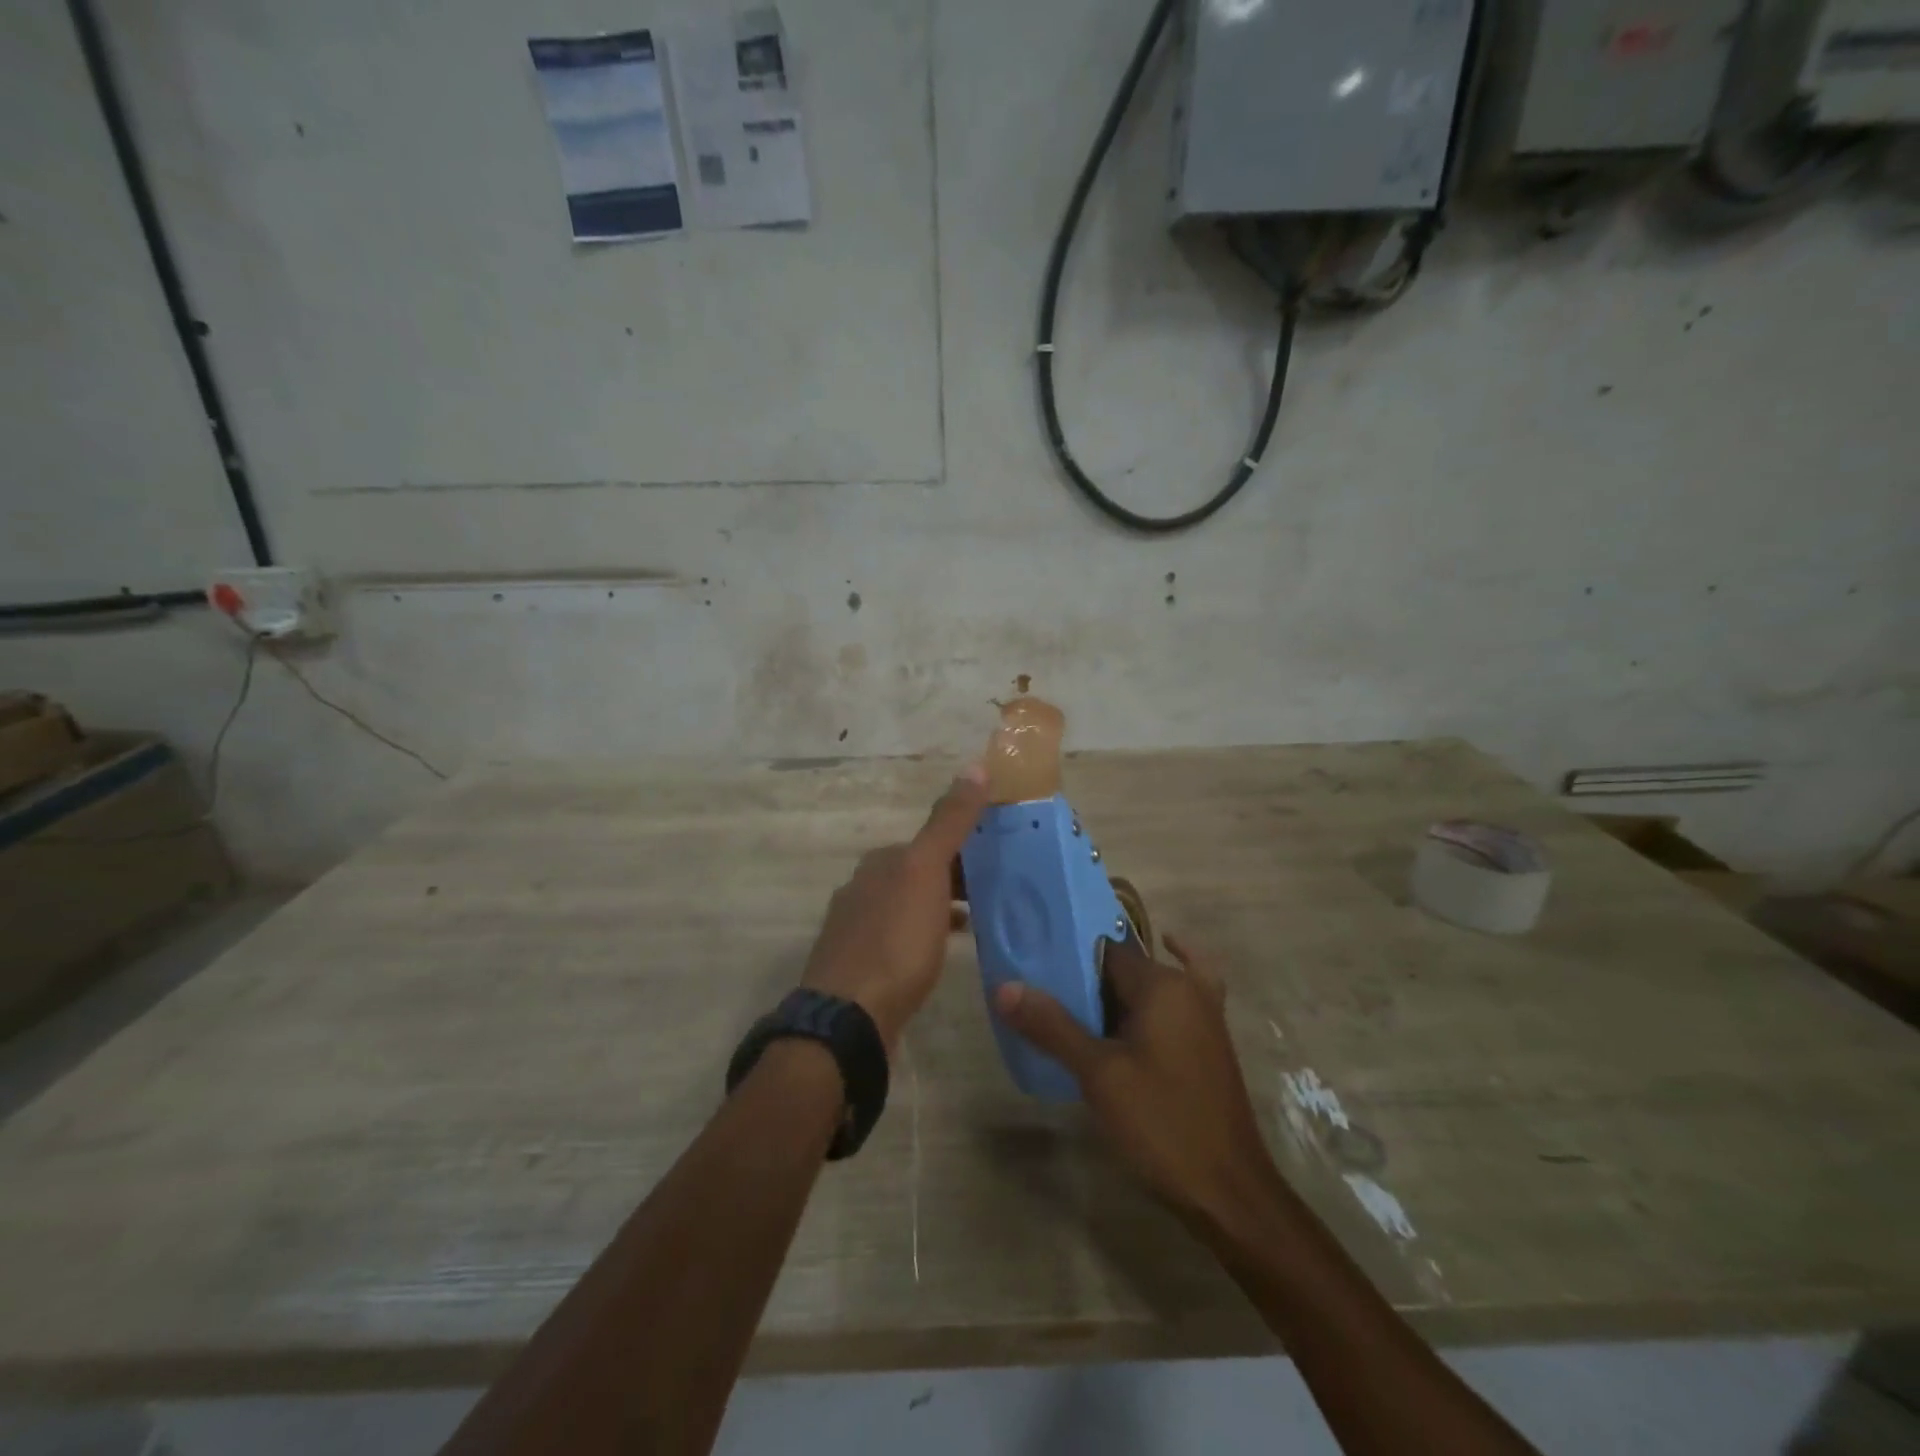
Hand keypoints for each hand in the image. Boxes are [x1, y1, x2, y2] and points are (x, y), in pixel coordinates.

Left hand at [800, 766, 987, 1051]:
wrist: (849, 1016)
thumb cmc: (895, 940)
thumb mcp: (927, 872)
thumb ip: (950, 821)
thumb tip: (975, 766)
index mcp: (880, 862)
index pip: (930, 842)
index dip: (966, 847)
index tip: (1001, 861)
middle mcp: (862, 887)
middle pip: (918, 873)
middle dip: (955, 879)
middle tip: (997, 894)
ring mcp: (855, 928)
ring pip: (908, 906)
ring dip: (940, 908)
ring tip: (978, 923)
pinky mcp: (858, 965)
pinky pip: (899, 938)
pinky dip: (924, 937)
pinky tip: (942, 953)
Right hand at [994, 934, 1271, 1227]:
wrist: (1228, 1191)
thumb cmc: (1162, 1124)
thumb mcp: (1099, 1075)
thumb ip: (1052, 1027)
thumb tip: (1005, 988)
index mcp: (1162, 984)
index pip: (1104, 951)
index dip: (1068, 959)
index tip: (1035, 971)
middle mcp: (1186, 987)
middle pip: (1125, 968)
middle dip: (1086, 981)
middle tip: (1043, 996)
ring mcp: (1204, 1014)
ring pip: (1147, 987)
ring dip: (1113, 995)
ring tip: (1068, 1007)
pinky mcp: (1208, 1041)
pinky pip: (1178, 1002)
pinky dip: (1156, 997)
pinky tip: (1138, 1000)